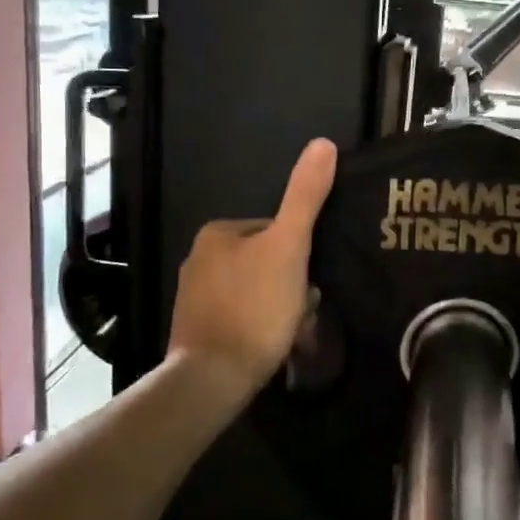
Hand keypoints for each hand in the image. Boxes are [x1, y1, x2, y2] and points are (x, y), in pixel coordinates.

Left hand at [168, 139, 337, 400]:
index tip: (312, 278)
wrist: (214, 377)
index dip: (302, 253)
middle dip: (292, 283)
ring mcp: (196, 297)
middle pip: (268, 261)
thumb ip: (306, 196)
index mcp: (218, 233)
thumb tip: (324, 143)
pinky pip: (243, 316)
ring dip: (282, 307)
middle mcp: (199, 259)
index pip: (276, 229)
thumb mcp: (289, 245)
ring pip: (259, 291)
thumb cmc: (256, 306)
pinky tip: (275, 344)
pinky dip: (262, 326)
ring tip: (294, 331)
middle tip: (305, 309)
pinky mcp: (198, 329)